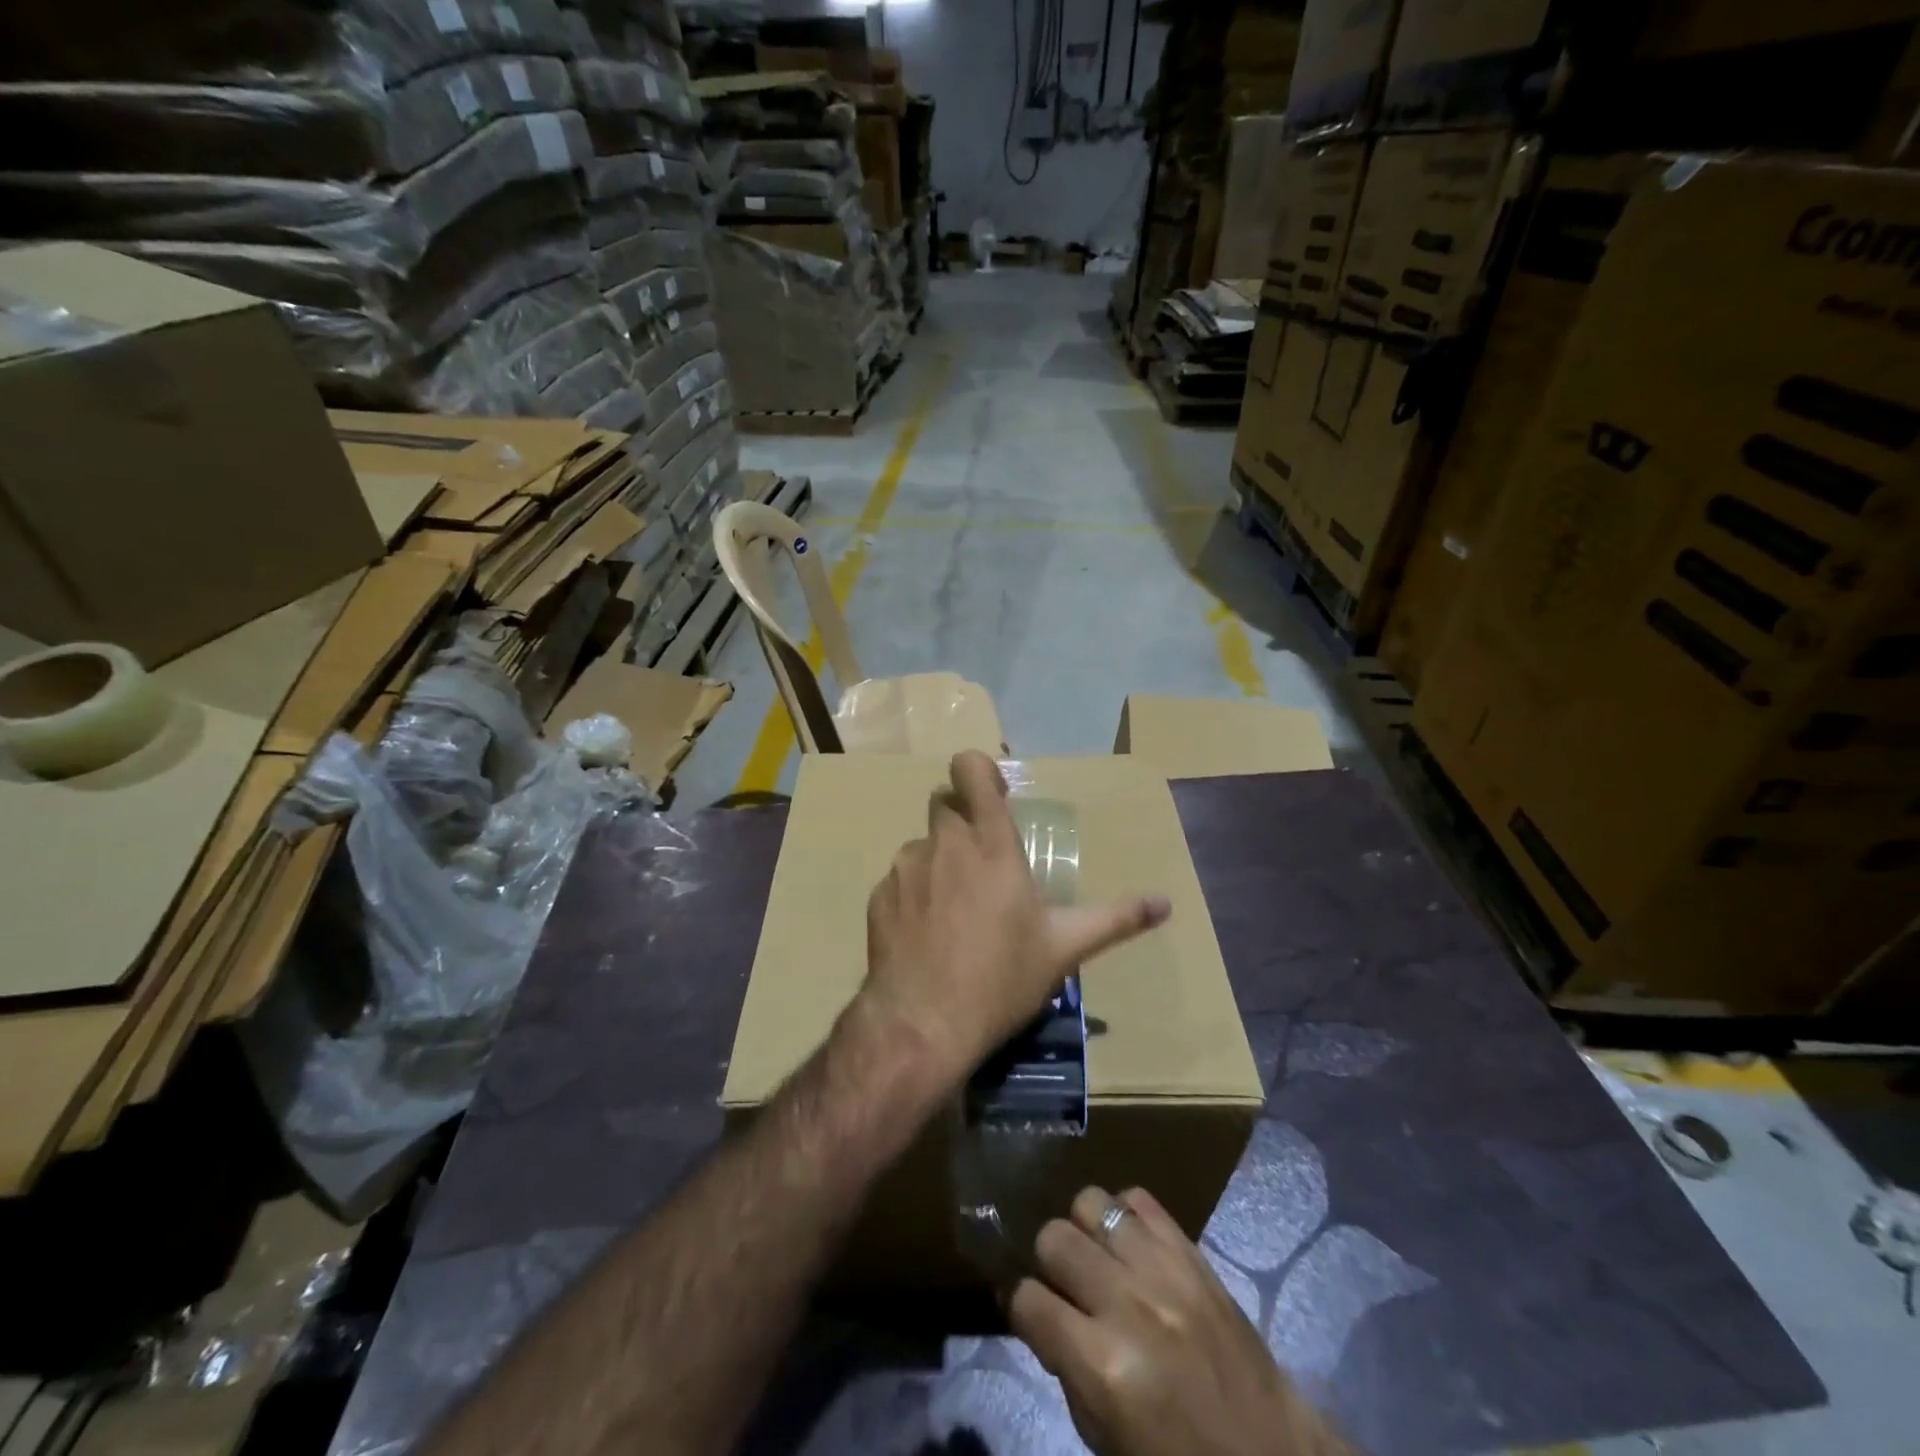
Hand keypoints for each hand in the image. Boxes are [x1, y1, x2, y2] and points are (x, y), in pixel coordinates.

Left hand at [859, 750, 1169, 1089]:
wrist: (922, 1024)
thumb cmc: (1001, 979)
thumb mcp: (1064, 948)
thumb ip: (1116, 918)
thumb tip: (1165, 903)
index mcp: (990, 845)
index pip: (970, 769)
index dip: (979, 771)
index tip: (995, 797)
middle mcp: (944, 844)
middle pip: (944, 802)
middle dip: (962, 819)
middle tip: (982, 861)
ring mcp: (905, 868)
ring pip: (922, 845)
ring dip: (939, 862)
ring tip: (955, 910)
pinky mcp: (879, 896)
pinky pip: (900, 881)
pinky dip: (914, 895)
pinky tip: (926, 936)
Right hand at [1010, 1186, 1353, 1455]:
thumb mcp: (1107, 1441)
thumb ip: (1069, 1372)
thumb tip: (1046, 1317)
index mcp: (1102, 1366)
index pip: (1028, 1301)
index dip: (1021, 1308)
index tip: (1030, 1315)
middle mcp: (1127, 1304)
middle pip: (1054, 1237)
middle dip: (1049, 1263)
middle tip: (1065, 1286)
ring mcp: (1162, 1269)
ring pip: (1091, 1202)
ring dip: (1084, 1230)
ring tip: (1097, 1258)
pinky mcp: (1191, 1251)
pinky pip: (1138, 1198)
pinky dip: (1124, 1216)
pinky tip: (1130, 1245)